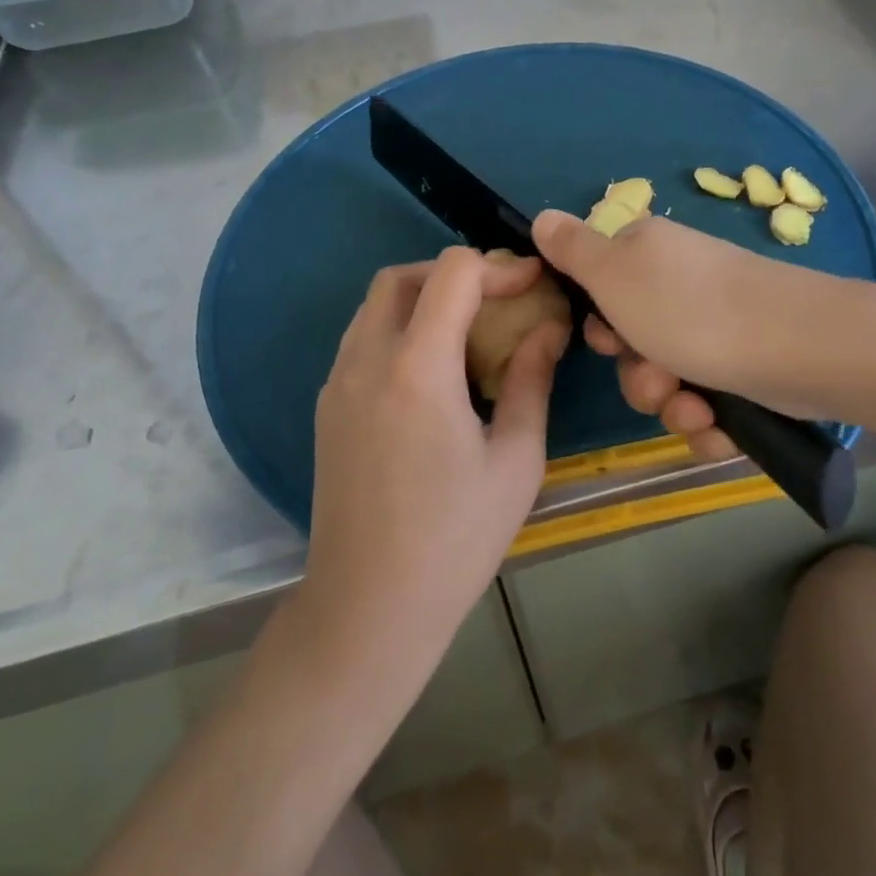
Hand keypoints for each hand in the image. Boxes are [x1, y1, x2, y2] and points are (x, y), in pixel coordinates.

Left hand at [306, 247, 568, 653]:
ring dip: (424, 298)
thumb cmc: (455, 539)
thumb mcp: (515, 460)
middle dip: (455, 274)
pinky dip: (400, 328)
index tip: (532, 286)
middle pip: (403, 276)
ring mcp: (337, 383)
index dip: (498, 267)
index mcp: (416, 368)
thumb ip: (531, 381)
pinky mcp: (326, 406)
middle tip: (499, 301)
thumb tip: (548, 328)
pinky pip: (362, 338)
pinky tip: (433, 370)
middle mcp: (366, 360)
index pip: (452, 274)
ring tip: (470, 331)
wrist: (368, 608)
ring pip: (376, 304)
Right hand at [532, 210, 822, 461]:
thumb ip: (573, 249)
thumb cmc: (690, 308)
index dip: (599, 325)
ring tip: (696, 407)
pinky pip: (707, 407)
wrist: (796, 346)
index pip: (602, 290)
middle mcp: (681, 288)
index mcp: (648, 256)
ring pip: (668, 383)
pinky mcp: (746, 370)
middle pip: (634, 346)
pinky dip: (709, 422)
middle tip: (657, 376)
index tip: (609, 339)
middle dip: (639, 376)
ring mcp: (717, 330)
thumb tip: (542, 216)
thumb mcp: (614, 273)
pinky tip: (722, 425)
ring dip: (672, 405)